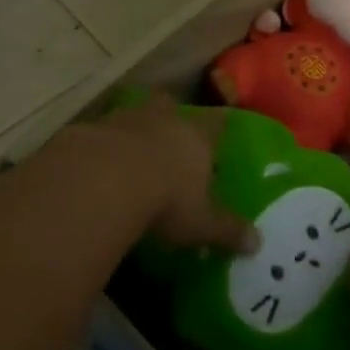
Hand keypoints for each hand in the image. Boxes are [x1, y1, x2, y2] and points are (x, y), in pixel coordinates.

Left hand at [85, 95, 255, 254]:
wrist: (105, 180)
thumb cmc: (166, 198)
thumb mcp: (201, 222)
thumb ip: (227, 230)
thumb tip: (257, 243)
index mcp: (197, 136)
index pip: (215, 123)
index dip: (217, 127)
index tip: (218, 132)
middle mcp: (164, 119)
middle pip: (171, 105)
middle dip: (170, 117)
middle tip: (169, 136)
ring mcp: (126, 118)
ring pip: (135, 114)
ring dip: (135, 129)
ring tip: (132, 152)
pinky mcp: (92, 128)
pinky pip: (102, 132)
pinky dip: (103, 144)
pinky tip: (100, 164)